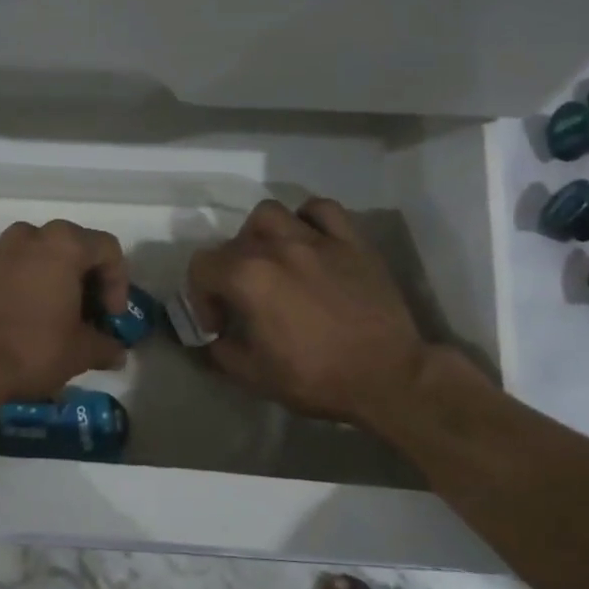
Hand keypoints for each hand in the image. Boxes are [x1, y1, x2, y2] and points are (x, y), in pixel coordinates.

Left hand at [0, 220, 129, 405]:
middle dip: (88, 280)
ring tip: (60, 317)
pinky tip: (30, 319)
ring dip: (57, 280)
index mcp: (63, 244)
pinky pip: (15, 268)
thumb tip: (117, 353)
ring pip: (41, 256)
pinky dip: (29, 285)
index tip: (112, 317)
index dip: (118, 283)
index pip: (108, 249)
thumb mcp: (79, 352)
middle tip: (90, 315)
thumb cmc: (31, 348)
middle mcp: (30, 236)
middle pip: (74, 247)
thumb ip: (105, 346)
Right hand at [186, 197, 435, 429]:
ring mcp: (317, 239)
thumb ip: (221, 353)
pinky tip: (309, 241)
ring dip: (260, 235)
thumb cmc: (317, 378)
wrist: (387, 377)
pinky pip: (322, 210)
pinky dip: (307, 219)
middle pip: (233, 242)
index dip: (200, 297)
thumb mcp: (254, 377)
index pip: (201, 266)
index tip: (218, 326)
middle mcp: (278, 247)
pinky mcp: (352, 241)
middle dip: (227, 273)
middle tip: (242, 302)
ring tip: (270, 260)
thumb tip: (214, 340)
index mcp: (248, 277)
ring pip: (271, 214)